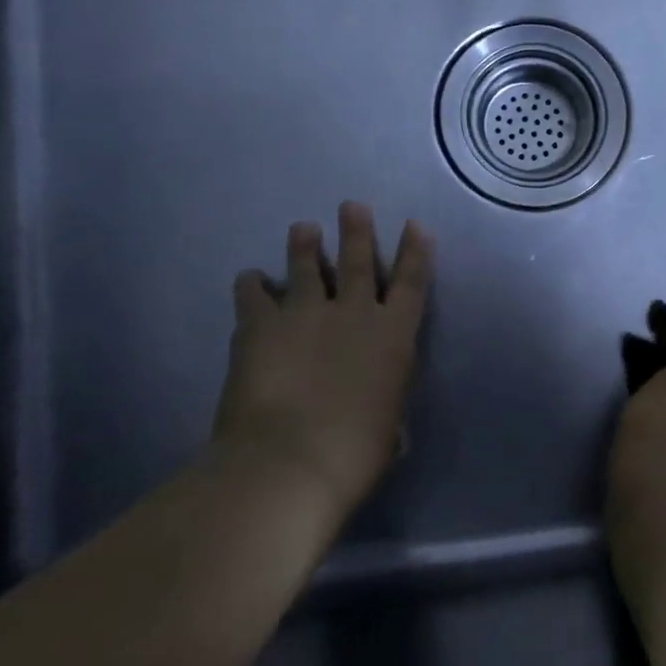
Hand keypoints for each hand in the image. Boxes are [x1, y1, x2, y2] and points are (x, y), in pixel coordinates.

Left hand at [212, 201, 433, 513]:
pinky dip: (252, 284)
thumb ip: (388, 406)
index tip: (416, 225)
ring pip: (305, 266)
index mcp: (394, 335)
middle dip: (357, 230)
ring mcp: (305, 314)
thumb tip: (384, 413)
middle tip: (352, 205)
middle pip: (357, 260)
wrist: (289, 460)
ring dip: (304, 245)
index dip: (415, 251)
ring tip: (303, 227)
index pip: (411, 282)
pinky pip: (253, 294)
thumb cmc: (356, 452)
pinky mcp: (260, 326)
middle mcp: (353, 312)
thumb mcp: (390, 428)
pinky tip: (250, 278)